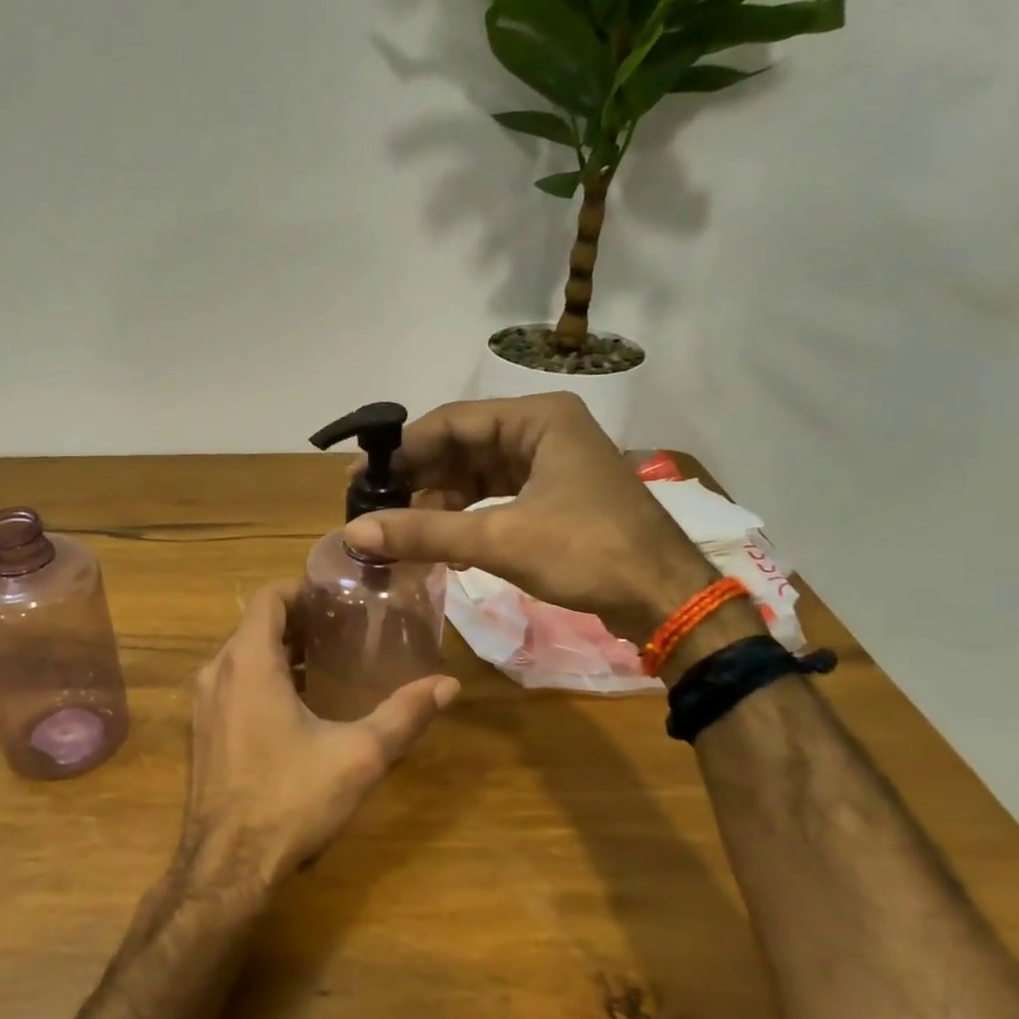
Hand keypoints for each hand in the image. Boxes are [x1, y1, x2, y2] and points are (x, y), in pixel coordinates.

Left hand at [179, 581, 458, 892]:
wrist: (226, 868)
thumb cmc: (290, 800)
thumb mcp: (357, 755)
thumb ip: (403, 715)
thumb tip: (449, 685)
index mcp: (248, 662)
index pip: (269, 597)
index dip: (303, 588)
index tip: (339, 595)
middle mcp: (217, 672)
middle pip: (257, 624)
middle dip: (299, 620)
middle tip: (346, 626)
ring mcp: (203, 704)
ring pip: (243, 656)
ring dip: (281, 650)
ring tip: (330, 659)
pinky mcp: (203, 731)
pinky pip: (233, 683)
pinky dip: (263, 677)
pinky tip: (300, 703)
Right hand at [342, 393, 716, 643]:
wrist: (666, 599)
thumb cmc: (588, 553)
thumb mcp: (499, 539)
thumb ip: (424, 532)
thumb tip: (353, 533)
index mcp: (538, 419)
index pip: (451, 422)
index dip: (402, 450)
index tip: (360, 479)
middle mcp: (544, 431)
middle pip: (463, 446)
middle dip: (419, 479)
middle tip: (373, 507)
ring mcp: (552, 464)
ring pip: (478, 474)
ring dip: (440, 502)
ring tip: (401, 530)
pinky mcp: (556, 497)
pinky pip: (497, 497)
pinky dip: (468, 518)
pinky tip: (443, 544)